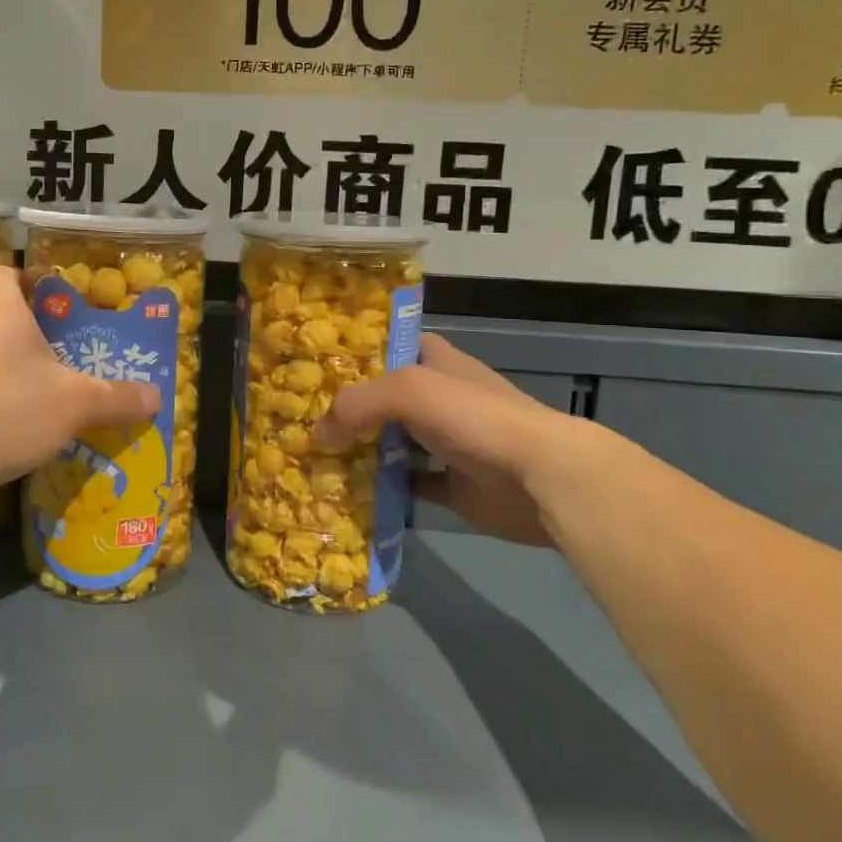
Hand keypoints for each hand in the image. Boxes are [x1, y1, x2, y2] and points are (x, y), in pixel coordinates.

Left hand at [0, 265, 159, 492]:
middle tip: (49, 364)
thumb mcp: (77, 406)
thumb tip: (157, 397)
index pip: (3, 274)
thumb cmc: (10, 413)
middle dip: (19, 336)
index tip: (45, 300)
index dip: (24, 280)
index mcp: (0, 314)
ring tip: (22, 402)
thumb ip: (118, 399)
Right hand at [312, 335, 568, 546]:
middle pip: (381, 400)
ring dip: (358, 452)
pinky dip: (381, 490)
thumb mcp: (408, 391)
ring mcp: (446, 442)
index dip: (350, 355)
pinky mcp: (452, 485)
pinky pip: (406, 485)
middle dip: (345, 410)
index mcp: (433, 361)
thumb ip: (355, 405)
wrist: (541, 477)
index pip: (385, 347)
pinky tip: (348, 494)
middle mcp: (438, 398)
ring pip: (390, 444)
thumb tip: (316, 435)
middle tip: (300, 422)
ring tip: (314, 459)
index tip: (310, 369)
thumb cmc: (473, 417)